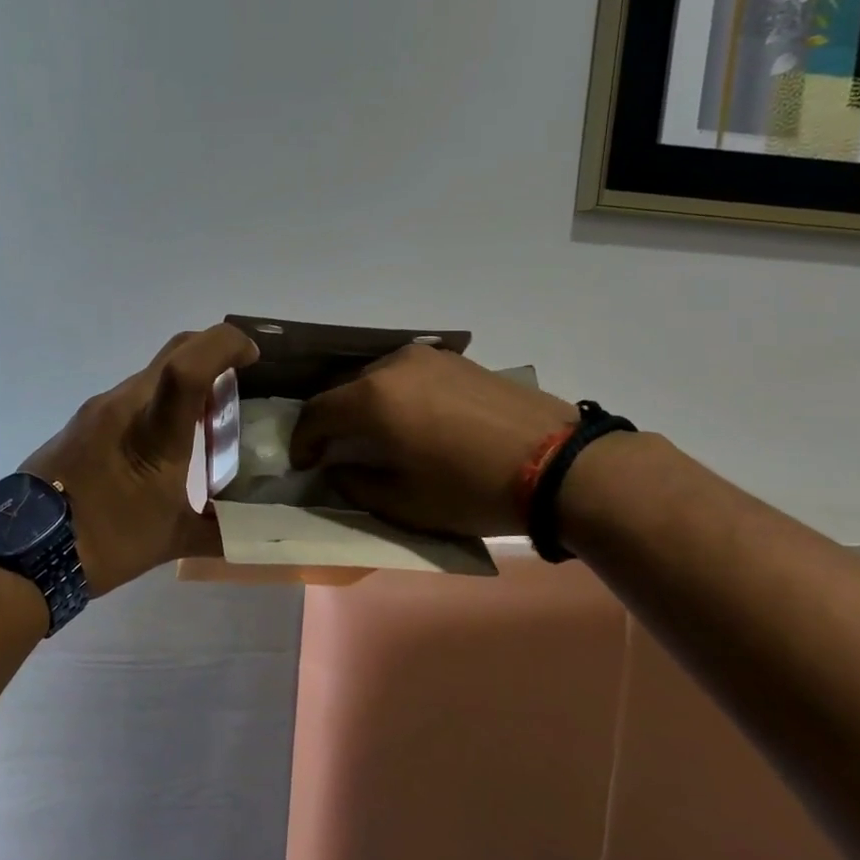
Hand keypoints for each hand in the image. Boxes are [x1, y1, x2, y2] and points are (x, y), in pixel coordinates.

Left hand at [23, 323, 258, 595]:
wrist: (24, 552)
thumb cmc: (106, 542)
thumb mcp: (171, 540)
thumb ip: (221, 532)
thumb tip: (259, 535)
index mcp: (153, 430)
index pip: (190, 363)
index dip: (226, 344)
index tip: (253, 354)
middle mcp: (124, 404)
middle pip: (175, 352)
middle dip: (213, 351)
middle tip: (239, 377)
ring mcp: (98, 409)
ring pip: (152, 373)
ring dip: (184, 379)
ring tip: (206, 414)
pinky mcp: (81, 421)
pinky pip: (130, 394)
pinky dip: (158, 399)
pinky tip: (163, 437)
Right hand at [290, 344, 577, 537]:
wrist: (556, 463)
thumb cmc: (470, 489)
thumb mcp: (404, 502)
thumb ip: (356, 483)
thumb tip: (337, 468)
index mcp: (372, 398)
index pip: (317, 413)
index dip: (303, 440)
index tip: (304, 463)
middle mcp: (392, 366)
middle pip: (343, 389)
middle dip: (332, 420)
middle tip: (334, 450)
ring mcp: (426, 357)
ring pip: (375, 378)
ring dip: (364, 405)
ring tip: (375, 435)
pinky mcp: (455, 360)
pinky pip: (407, 374)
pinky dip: (395, 395)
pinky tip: (412, 420)